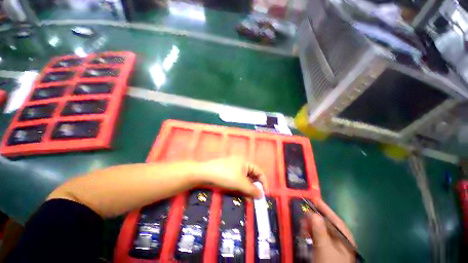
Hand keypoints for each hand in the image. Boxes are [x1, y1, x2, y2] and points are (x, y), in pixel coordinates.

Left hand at [198, 157, 266, 197]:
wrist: (205, 173)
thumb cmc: (226, 175)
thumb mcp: (241, 183)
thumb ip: (252, 190)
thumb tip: (262, 196)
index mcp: (245, 162)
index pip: (259, 171)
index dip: (263, 182)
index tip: (264, 194)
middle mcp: (240, 164)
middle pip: (252, 175)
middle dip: (254, 187)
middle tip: (255, 199)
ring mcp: (233, 168)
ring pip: (244, 179)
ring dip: (247, 189)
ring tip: (248, 199)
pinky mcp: (227, 173)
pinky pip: (237, 180)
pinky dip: (240, 187)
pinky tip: (240, 195)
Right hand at [301, 199, 355, 262]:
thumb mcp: (324, 248)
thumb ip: (319, 231)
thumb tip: (313, 213)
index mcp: (344, 237)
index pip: (334, 219)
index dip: (324, 208)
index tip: (314, 198)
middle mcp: (340, 239)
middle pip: (326, 223)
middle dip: (314, 218)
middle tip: (303, 213)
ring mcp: (333, 245)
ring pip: (321, 230)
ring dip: (311, 225)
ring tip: (302, 224)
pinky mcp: (326, 249)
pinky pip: (318, 237)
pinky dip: (311, 233)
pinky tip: (304, 232)